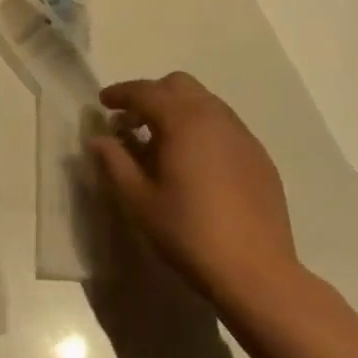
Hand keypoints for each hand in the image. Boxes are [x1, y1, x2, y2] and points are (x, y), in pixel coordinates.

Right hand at [86, 73, 301, 309]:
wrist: (256, 272)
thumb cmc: (189, 233)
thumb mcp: (139, 200)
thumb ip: (115, 162)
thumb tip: (98, 139)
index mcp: (183, 121)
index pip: (145, 91)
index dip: (120, 94)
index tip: (103, 103)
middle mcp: (215, 117)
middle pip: (179, 85)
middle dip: (152, 95)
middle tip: (133, 123)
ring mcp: (242, 135)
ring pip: (204, 102)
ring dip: (178, 110)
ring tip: (162, 144)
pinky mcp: (259, 156)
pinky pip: (224, 125)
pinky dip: (202, 129)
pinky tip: (195, 163)